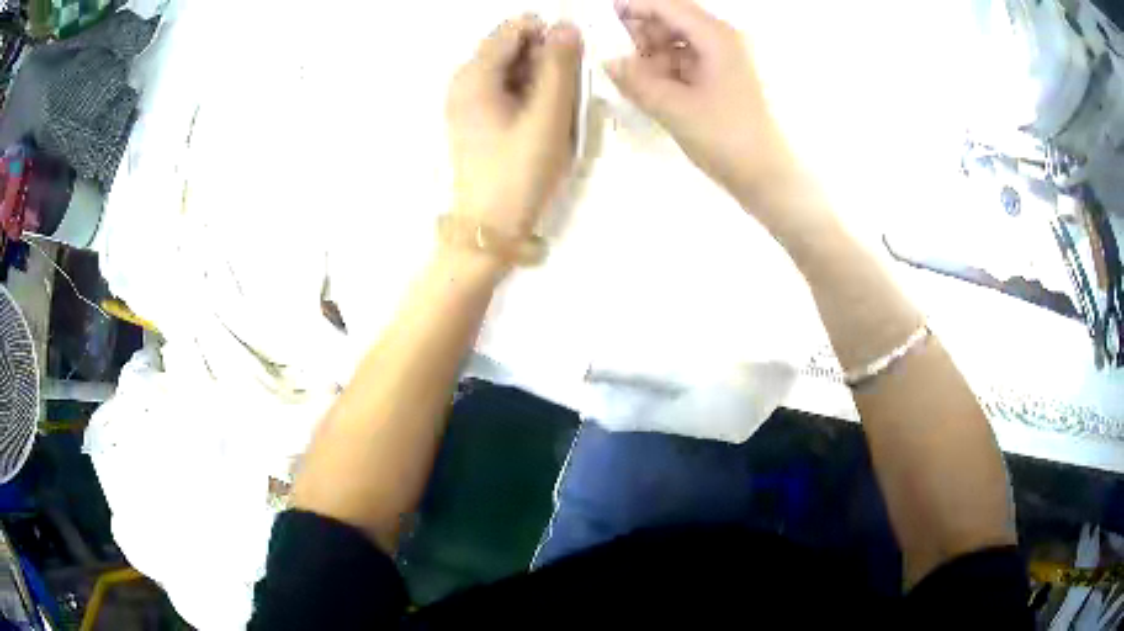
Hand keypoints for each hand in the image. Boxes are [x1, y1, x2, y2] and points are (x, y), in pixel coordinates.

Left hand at [447, 16, 582, 237]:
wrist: (490, 227)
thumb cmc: (520, 171)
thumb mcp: (548, 116)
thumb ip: (560, 66)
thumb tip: (567, 25)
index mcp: (474, 75)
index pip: (513, 29)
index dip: (547, 34)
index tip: (572, 59)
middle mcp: (464, 81)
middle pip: (510, 47)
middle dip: (544, 58)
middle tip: (567, 92)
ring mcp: (466, 101)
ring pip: (511, 69)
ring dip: (540, 78)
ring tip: (556, 109)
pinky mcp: (475, 119)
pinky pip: (505, 90)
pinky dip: (528, 94)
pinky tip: (542, 118)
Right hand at [606, 0, 798, 205]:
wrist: (765, 176)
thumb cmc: (725, 137)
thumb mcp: (674, 107)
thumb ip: (636, 80)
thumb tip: (607, 61)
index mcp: (716, 37)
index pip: (668, 6)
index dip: (635, 6)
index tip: (604, 15)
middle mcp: (723, 40)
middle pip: (674, 20)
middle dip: (642, 32)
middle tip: (614, 51)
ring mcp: (725, 60)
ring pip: (679, 42)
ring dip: (652, 54)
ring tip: (630, 75)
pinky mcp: (723, 79)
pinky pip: (687, 62)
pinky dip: (666, 69)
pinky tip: (648, 86)